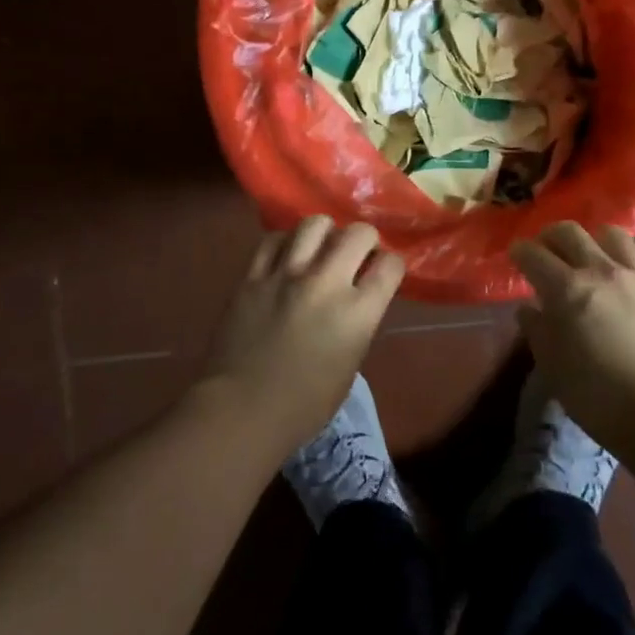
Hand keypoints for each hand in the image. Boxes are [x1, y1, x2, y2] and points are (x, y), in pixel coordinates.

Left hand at [201, 215, 404, 453]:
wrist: (242, 410)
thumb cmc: (305, 405)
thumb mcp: (350, 364)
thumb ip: (358, 323)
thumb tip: (355, 300)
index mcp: (358, 312)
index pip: (390, 265)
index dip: (391, 265)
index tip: (383, 272)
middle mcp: (326, 283)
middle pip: (357, 233)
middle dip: (364, 239)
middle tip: (356, 254)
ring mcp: (286, 275)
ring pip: (314, 224)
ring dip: (325, 232)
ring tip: (320, 247)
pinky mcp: (253, 276)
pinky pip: (273, 239)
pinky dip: (286, 242)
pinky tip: (286, 255)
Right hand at [512, 223, 634, 451]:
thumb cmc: (601, 398)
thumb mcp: (554, 369)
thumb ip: (538, 332)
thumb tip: (529, 309)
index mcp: (567, 289)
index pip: (534, 255)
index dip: (520, 251)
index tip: (516, 256)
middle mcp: (602, 270)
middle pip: (570, 232)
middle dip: (551, 236)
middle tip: (548, 252)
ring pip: (614, 235)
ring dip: (595, 241)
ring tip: (593, 258)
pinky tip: (632, 273)